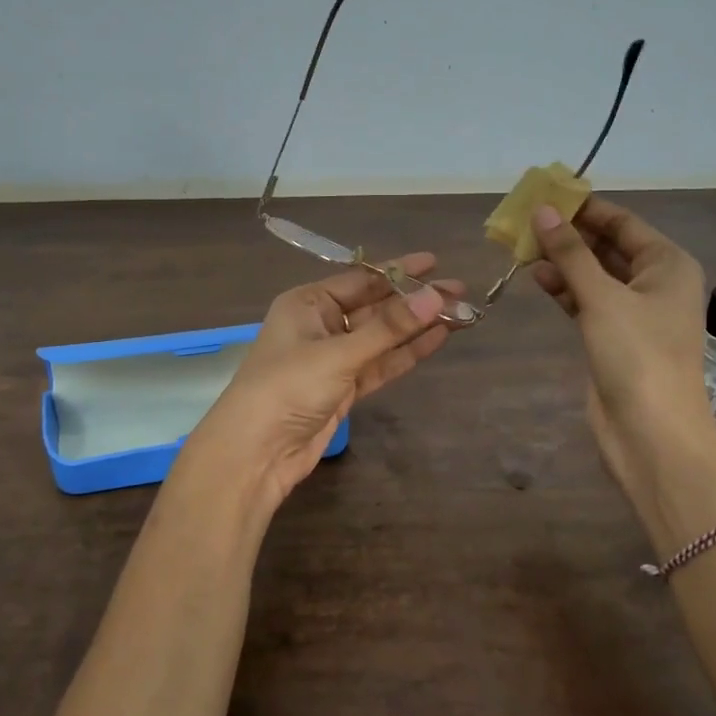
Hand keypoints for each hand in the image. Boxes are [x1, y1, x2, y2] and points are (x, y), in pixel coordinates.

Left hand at [187, 254, 456, 513]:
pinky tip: (436, 340)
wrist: (256, 452)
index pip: (360, 279)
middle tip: (460, 291)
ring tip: (459, 314)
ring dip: (415, 327)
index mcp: (307, 303)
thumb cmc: (287, 387)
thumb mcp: (338, 353)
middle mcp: (320, 325)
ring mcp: (332, 359)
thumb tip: (436, 297)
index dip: (398, 271)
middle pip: (374, 307)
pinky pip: (380, 364)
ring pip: (381, 337)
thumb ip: (389, 328)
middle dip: (414, 300)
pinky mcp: (343, 388)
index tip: (435, 263)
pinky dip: (405, 354)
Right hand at [530, 199, 715, 514]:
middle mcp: (655, 283)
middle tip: (526, 219)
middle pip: (607, 247)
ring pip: (594, 275)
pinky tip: (538, 277)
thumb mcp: (602, 296)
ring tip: (523, 245)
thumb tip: (542, 211)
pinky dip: (565, 289)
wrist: (651, 432)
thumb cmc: (636, 354)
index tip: (546, 194)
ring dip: (563, 261)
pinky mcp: (615, 337)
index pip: (623, 222)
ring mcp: (635, 312)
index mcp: (667, 264)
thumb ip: (570, 252)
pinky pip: (588, 301)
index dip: (585, 207)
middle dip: (569, 234)